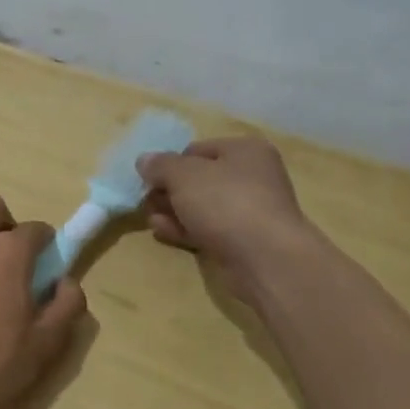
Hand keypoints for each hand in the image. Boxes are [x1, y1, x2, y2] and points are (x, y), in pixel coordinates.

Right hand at [137, 136, 317, 293]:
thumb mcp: (183, 175)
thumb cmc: (225, 202)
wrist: (265, 258)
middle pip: (199, 179)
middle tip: (146, 200)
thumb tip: (144, 160)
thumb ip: (160, 165)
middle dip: (170, 190)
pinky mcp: (244, 241)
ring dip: (174, 211)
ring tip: (149, 218)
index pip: (197, 150)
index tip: (149, 179)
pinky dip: (185, 229)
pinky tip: (162, 232)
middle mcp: (252, 177)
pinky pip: (208, 229)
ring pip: (202, 207)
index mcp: (245, 150)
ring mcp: (250, 211)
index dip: (170, 163)